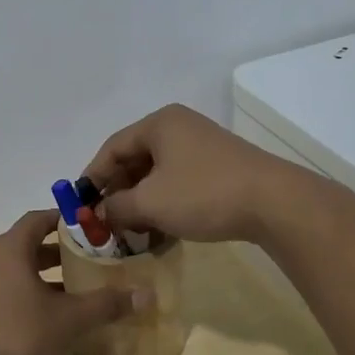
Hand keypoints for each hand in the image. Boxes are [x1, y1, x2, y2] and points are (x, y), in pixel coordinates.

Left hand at [0, 210, 140, 354]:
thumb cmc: (18, 340)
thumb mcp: (69, 321)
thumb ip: (106, 304)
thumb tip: (146, 294)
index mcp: (7, 251)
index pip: (36, 220)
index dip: (61, 220)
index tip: (84, 228)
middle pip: (20, 247)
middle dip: (51, 254)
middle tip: (80, 264)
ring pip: (4, 273)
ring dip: (31, 279)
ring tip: (59, 297)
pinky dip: (11, 300)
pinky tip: (27, 325)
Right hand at [83, 103, 300, 242]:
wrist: (273, 202)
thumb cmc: (203, 194)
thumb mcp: (150, 203)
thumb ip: (117, 207)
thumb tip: (102, 213)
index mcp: (159, 124)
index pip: (112, 147)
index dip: (92, 177)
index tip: (80, 205)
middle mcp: (179, 127)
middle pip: (134, 158)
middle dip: (118, 191)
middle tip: (105, 220)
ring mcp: (201, 145)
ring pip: (157, 172)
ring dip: (140, 200)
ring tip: (131, 230)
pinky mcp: (218, 165)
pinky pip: (178, 180)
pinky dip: (164, 201)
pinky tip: (160, 227)